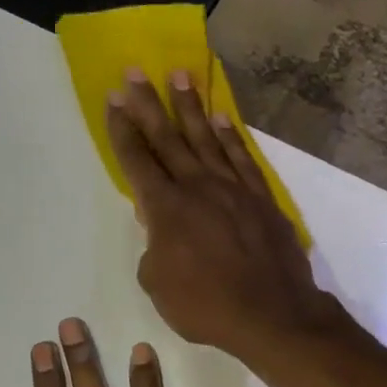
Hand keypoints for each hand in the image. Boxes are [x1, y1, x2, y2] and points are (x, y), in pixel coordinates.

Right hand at [105, 69, 345, 363]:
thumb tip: (160, 227)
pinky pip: (242, 158)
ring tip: (178, 75)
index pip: (138, 161)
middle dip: (148, 104)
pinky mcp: (261, 197)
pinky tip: (220, 117)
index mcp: (167, 209)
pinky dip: (230, 136)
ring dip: (189, 106)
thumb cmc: (207, 306)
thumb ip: (153, 248)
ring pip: (206, 138)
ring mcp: (233, 189)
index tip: (113, 99)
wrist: (272, 314)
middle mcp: (198, 187)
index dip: (123, 130)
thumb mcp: (159, 284)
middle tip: (134, 71)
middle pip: (168, 138)